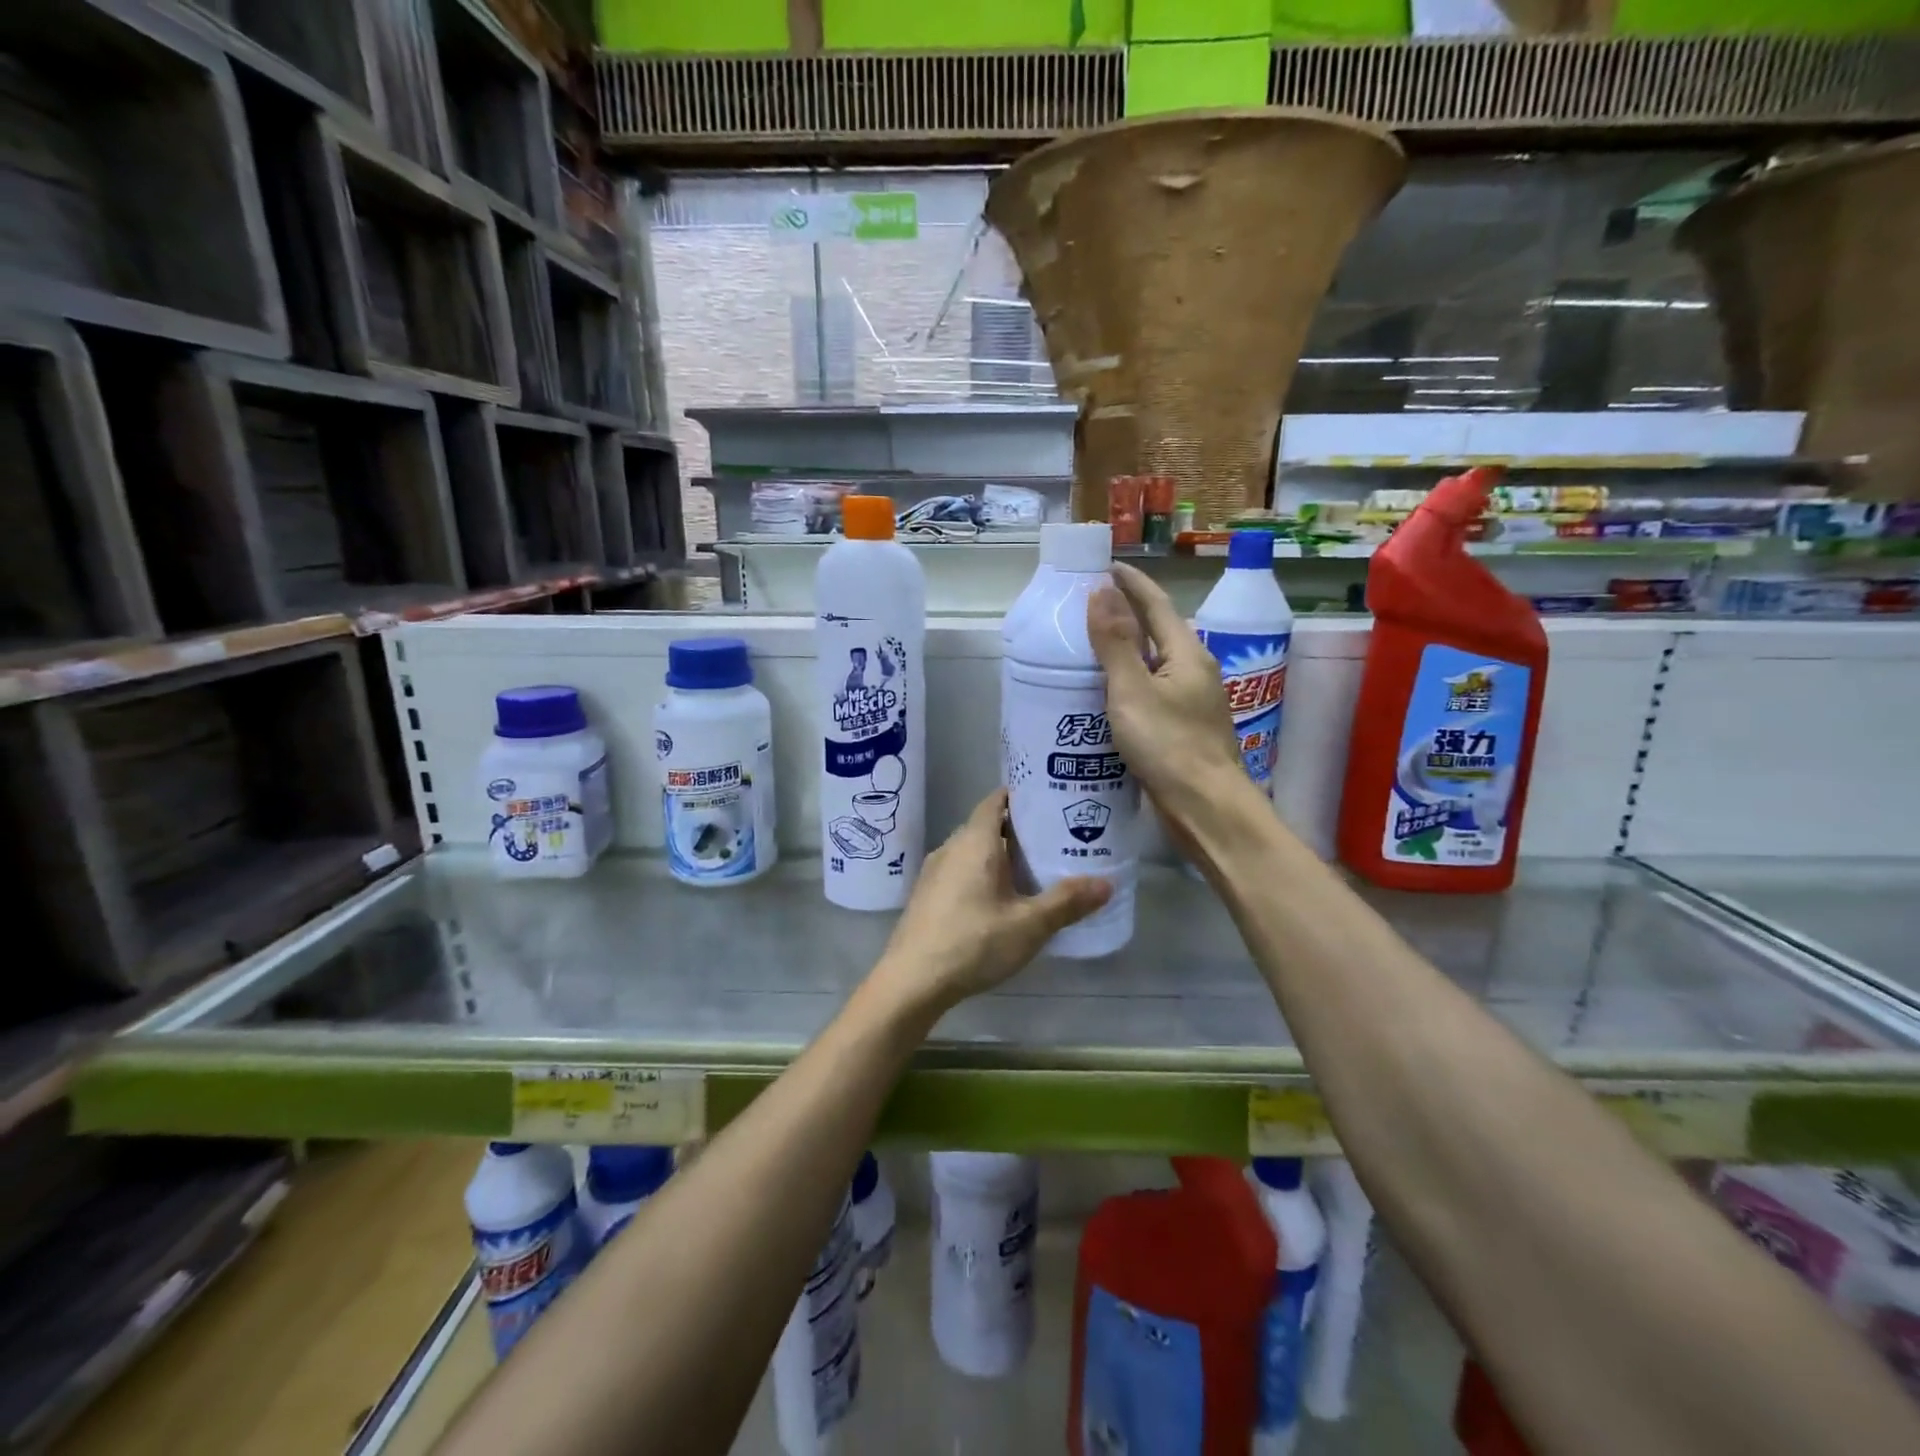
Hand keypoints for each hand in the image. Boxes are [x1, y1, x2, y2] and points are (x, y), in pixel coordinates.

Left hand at [872, 790, 1110, 1013]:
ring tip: (1034, 869)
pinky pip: (960, 871)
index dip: (1020, 795)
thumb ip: (1068, 902)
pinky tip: (1001, 899)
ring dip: (1000, 855)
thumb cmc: (973, 943)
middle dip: (1018, 829)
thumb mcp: (1029, 925)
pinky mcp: (927, 895)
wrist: (912, 981)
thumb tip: (1107, 883)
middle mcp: (951, 847)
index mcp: (975, 842)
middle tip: (1054, 839)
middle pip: (987, 825)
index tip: (1049, 800)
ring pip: (973, 851)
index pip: (996, 800)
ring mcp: (934, 872)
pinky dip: (983, 873)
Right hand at [1087, 562, 1258, 841]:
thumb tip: (1102, 591)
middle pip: (1157, 632)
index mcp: (1187, 654)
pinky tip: (1106, 696)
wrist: (1205, 808)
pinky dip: (1128, 683)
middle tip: (1088, 607)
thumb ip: (1116, 642)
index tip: (1105, 566)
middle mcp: (1194, 671)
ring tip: (1089, 648)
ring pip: (1154, 664)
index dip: (1131, 583)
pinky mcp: (1183, 728)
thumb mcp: (1133, 690)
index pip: (1157, 604)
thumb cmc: (1169, 745)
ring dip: (1126, 651)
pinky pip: (1151, 692)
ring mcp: (1191, 701)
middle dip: (1126, 615)